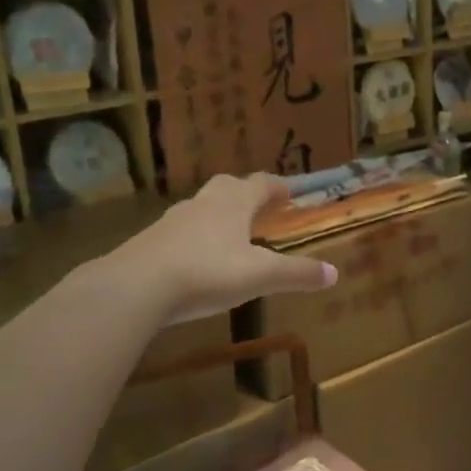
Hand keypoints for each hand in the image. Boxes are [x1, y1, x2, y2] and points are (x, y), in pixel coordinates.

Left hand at [111, 174, 336, 322]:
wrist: (136, 286)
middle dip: (243, 193)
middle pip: (226, 187)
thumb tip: (333, 274)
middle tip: (257, 206)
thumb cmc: (208, 272)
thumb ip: (297, 274)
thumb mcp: (260, 276)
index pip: (260, 184)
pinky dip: (192, 239)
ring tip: (227, 234)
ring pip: (199, 208)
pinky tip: (194, 260)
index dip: (276, 187)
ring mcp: (172, 221)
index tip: (288, 191)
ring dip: (216, 215)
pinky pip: (178, 233)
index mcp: (233, 203)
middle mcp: (203, 203)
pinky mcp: (149, 242)